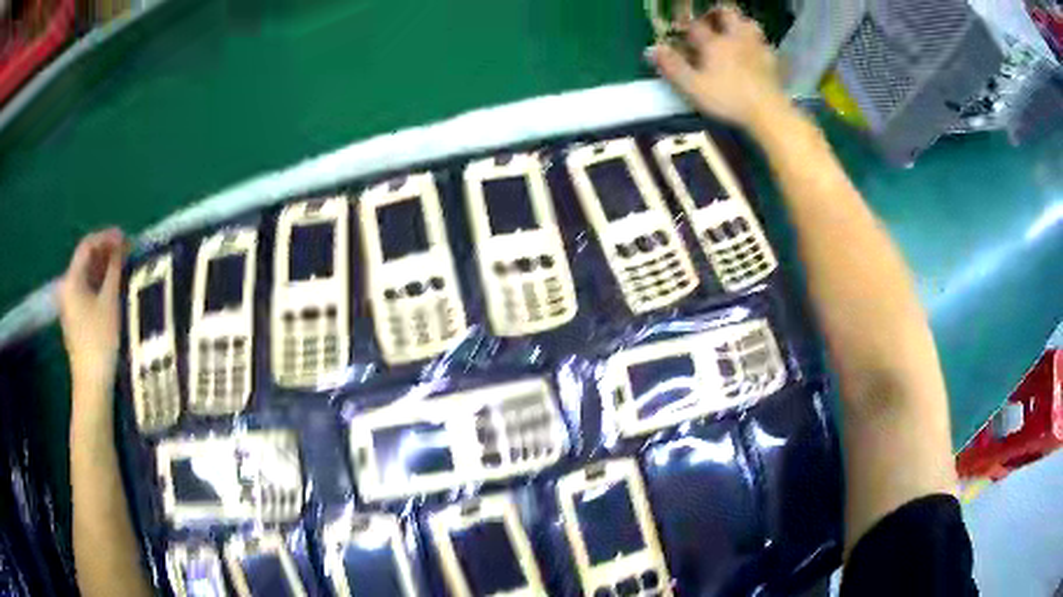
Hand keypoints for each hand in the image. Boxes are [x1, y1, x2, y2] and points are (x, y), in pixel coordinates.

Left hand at [57, 228, 126, 397]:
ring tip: (123, 267)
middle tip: (127, 251)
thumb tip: (121, 247)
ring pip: (87, 277)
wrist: (92, 385)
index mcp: (71, 280)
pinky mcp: (77, 320)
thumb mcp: (110, 301)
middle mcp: (67, 289)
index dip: (107, 237)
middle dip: (106, 252)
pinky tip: (114, 288)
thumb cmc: (100, 340)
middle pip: (86, 260)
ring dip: (104, 268)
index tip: (126, 238)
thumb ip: (114, 270)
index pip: (87, 245)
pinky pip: (88, 292)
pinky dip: (101, 284)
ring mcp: (70, 306)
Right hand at [647, 4, 787, 129]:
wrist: (768, 112)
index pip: (696, 25)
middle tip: (710, 20)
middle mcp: (736, 38)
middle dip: (716, 13)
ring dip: (740, 24)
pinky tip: (755, 52)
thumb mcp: (693, 87)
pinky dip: (758, 43)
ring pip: (749, 24)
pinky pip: (765, 44)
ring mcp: (757, 48)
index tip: (680, 29)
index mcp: (714, 42)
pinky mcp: (772, 62)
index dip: (685, 25)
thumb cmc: (728, 99)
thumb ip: (672, 66)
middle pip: (728, 14)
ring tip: (734, 32)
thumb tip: (651, 49)